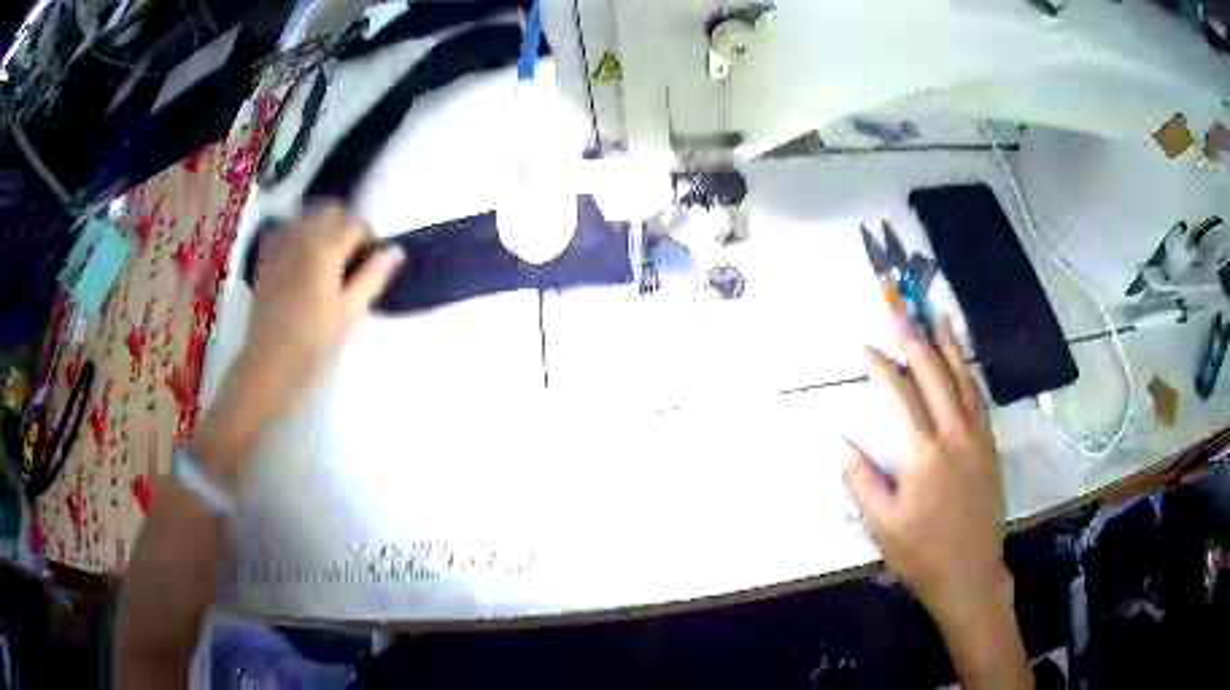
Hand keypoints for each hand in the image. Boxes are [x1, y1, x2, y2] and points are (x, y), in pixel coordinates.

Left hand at [193, 205, 401, 483]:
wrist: (268, 364)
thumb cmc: (312, 343)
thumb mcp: (349, 314)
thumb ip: (373, 277)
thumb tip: (396, 251)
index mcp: (326, 248)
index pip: (356, 224)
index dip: (369, 240)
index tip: (372, 265)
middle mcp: (302, 237)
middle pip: (330, 211)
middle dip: (345, 227)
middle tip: (350, 261)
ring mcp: (280, 246)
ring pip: (307, 217)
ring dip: (322, 229)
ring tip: (327, 260)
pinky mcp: (266, 259)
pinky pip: (285, 231)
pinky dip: (298, 236)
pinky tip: (301, 261)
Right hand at [843, 315, 1009, 627]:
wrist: (968, 571)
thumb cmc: (920, 550)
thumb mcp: (881, 523)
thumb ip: (861, 479)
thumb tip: (839, 442)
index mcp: (921, 453)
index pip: (900, 396)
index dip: (883, 367)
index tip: (868, 347)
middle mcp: (952, 435)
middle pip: (934, 375)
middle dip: (916, 339)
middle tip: (903, 309)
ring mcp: (975, 438)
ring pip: (963, 381)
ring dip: (949, 346)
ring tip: (940, 316)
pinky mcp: (989, 447)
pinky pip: (979, 400)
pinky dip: (969, 375)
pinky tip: (964, 363)